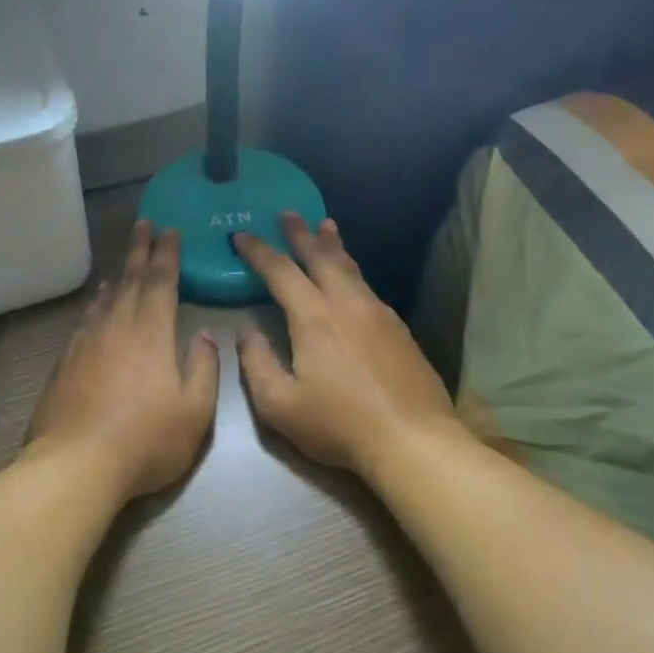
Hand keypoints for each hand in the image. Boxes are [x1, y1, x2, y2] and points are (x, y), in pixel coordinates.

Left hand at [27, 220, 219, 502]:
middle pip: (129, 281)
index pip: (160, 282)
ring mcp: (85, 345)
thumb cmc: (145, 441)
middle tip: (144, 224)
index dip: (167, 254)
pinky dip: (96, 306)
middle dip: (139, 251)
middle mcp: (115, 329)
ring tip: (123, 265)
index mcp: (150, 334)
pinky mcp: (64, 364)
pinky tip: (96, 309)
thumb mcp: (194, 412)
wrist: (75, 466)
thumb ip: (203, 368)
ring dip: (117, 277)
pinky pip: (85, 322)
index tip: (170, 230)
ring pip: (104, 300)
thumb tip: (202, 335)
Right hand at [234, 214, 459, 478]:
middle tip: (287, 213)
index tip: (241, 235)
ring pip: (350, 268)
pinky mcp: (399, 329)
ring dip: (332, 246)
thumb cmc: (338, 424)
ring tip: (325, 227)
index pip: (279, 271)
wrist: (412, 439)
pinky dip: (352, 271)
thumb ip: (256, 363)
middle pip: (320, 256)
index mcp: (313, 316)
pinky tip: (352, 279)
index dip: (258, 250)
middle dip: (300, 233)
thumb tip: (247, 332)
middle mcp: (347, 303)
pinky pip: (368, 287)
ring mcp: (378, 313)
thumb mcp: (279, 405)